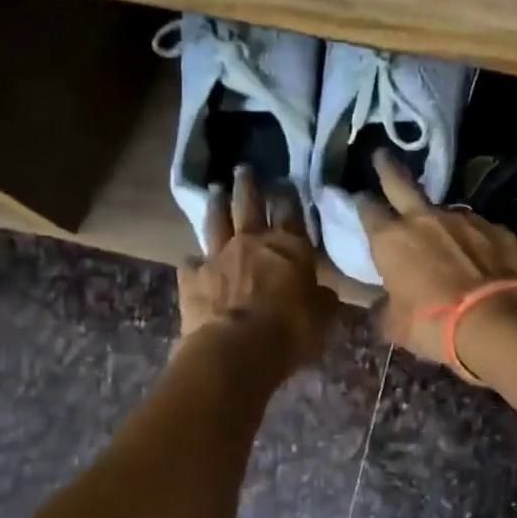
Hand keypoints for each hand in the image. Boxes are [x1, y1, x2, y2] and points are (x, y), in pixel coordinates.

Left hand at [178, 169, 337, 374]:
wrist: (238, 349)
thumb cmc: (290, 331)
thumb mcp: (322, 318)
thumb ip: (323, 300)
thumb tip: (325, 293)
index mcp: (289, 248)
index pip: (291, 212)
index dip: (288, 195)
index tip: (285, 180)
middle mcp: (252, 243)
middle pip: (249, 205)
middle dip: (249, 185)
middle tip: (244, 168)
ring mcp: (218, 257)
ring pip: (216, 222)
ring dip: (217, 205)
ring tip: (216, 190)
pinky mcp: (192, 279)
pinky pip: (191, 263)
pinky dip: (193, 261)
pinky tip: (192, 260)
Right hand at [351, 153, 516, 366]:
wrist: (497, 321)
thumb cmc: (434, 325)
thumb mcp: (395, 325)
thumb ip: (383, 309)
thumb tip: (379, 307)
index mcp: (391, 239)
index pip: (367, 210)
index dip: (361, 204)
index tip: (358, 198)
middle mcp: (424, 219)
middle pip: (401, 183)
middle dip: (388, 168)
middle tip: (381, 154)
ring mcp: (464, 219)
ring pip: (445, 210)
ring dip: (439, 219)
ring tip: (444, 237)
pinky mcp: (497, 229)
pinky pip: (479, 229)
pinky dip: (474, 239)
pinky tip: (479, 256)